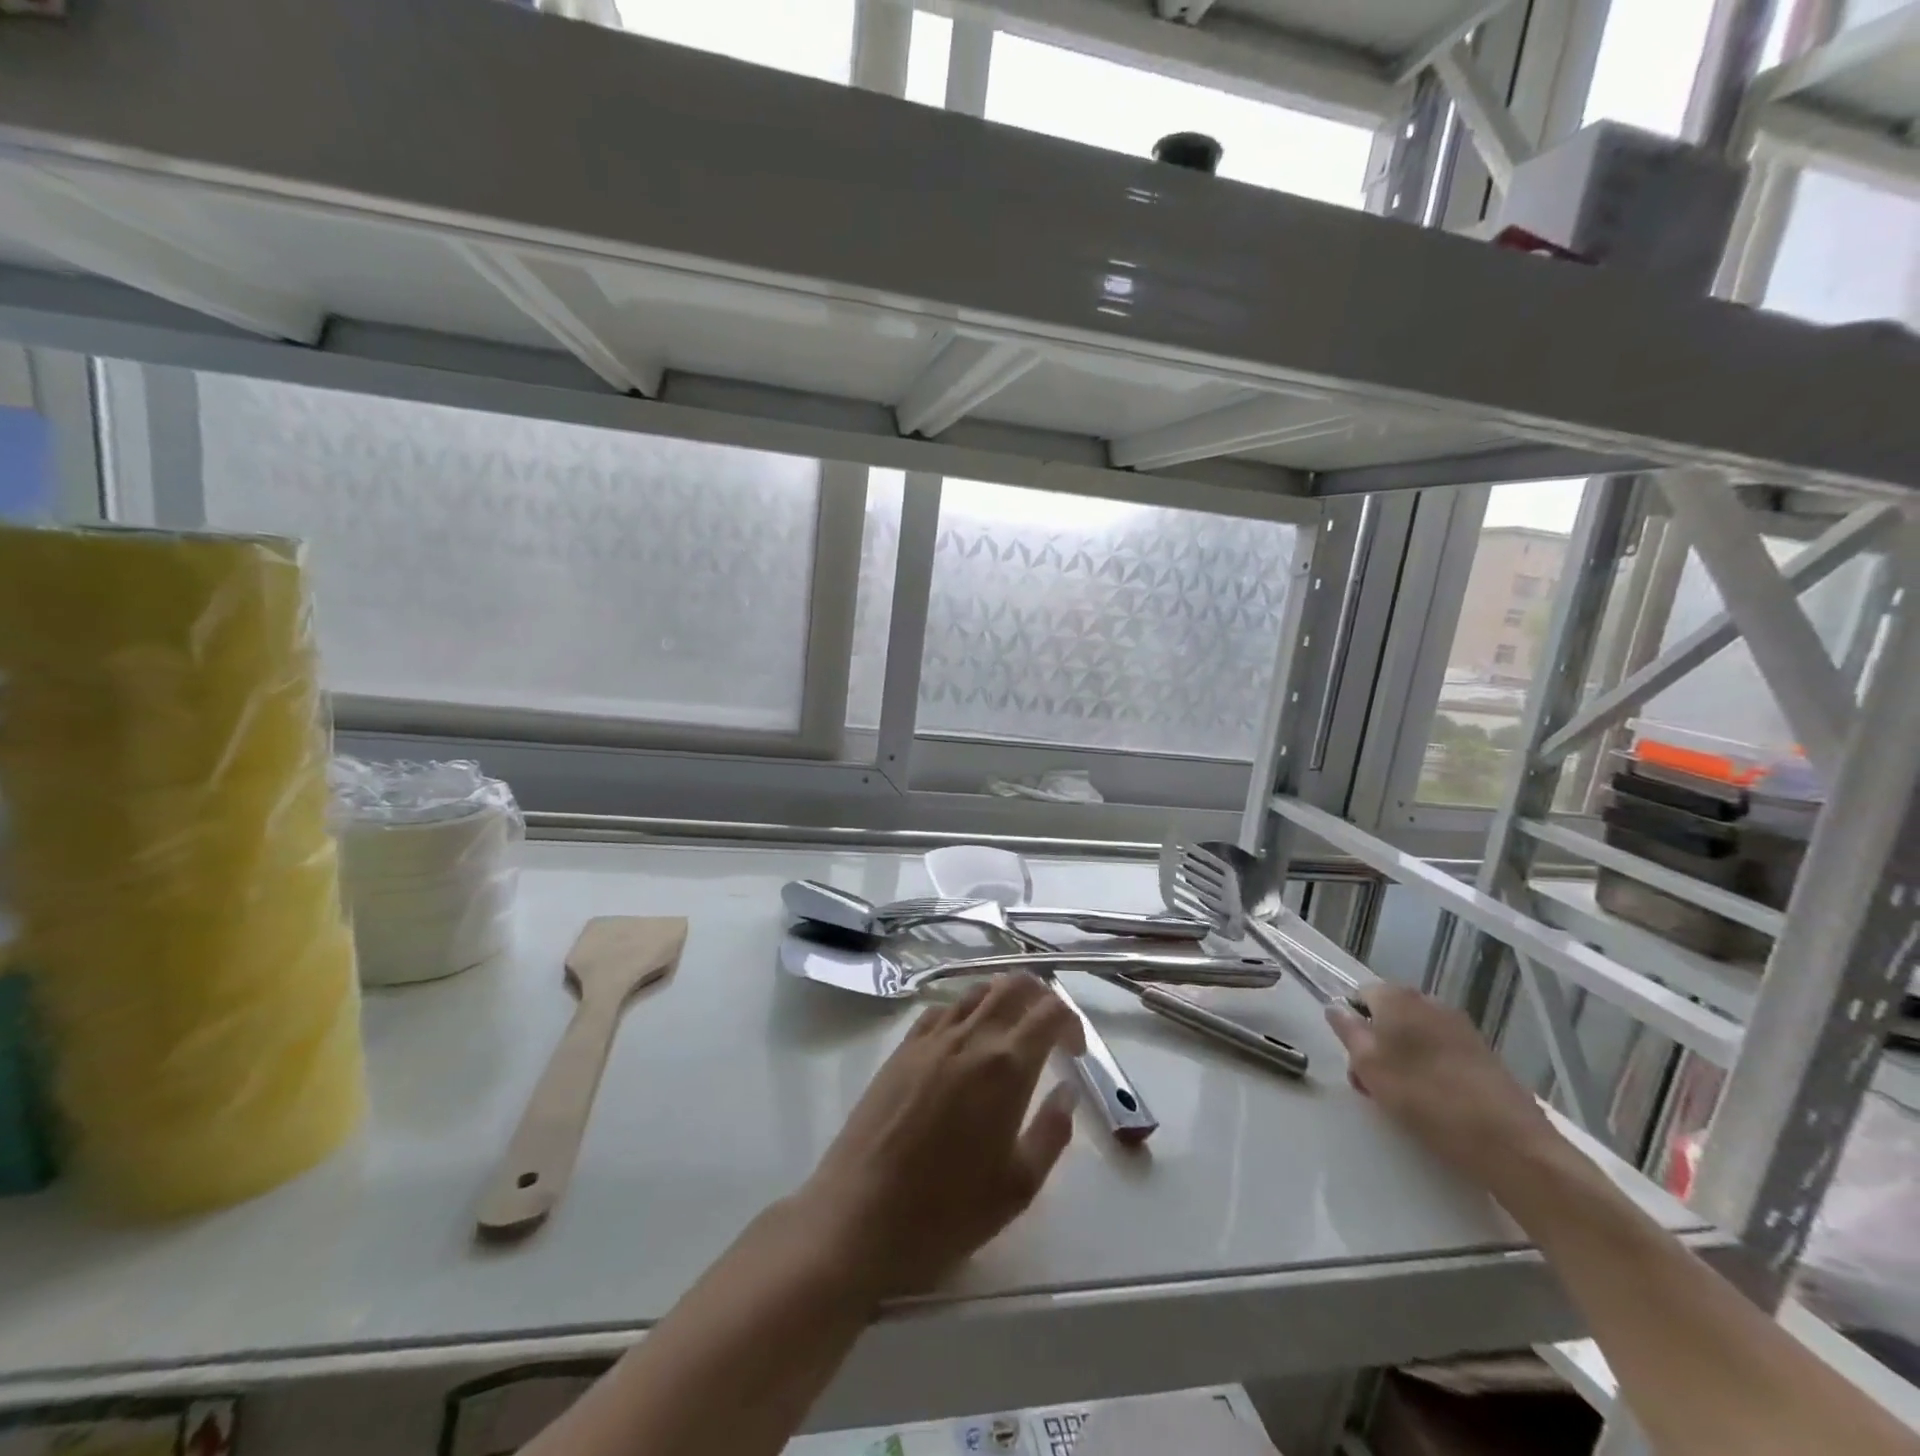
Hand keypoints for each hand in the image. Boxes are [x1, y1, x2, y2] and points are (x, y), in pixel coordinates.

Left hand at [789, 974, 1084, 1304]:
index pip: (1050, 1012)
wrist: (859, 1215)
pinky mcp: (902, 1047)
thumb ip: (1051, 1132)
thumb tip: (1066, 1091)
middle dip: (1041, 996)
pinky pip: (942, 1009)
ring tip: (1012, 1030)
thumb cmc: (946, 1211)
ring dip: (1003, 998)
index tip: (1074, 1052)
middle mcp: (971, 1037)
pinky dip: (965, 1010)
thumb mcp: (1018, 1187)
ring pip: (976, 990)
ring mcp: (932, 1038)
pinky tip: (965, 1039)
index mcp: (1006, 1067)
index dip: (1072, 1022)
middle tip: (1050, 1030)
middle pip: (1014, 985)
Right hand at [1326, 983, 1556, 1187]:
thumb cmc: (1428, 1099)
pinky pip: (1441, 1051)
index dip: (1351, 1024)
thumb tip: (1335, 1008)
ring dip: (1402, 1058)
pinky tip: (1435, 1101)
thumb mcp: (1370, 1067)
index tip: (1354, 1060)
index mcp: (1399, 998)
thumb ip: (1348, 1032)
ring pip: (1415, 1034)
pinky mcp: (1483, 1055)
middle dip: (1375, 1044)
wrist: (1512, 1144)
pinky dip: (1430, 1069)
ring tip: (1403, 1098)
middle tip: (1373, 1085)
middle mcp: (1430, 1003)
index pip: (1360, 995)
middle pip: (1388, 1015)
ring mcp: (1461, 1028)